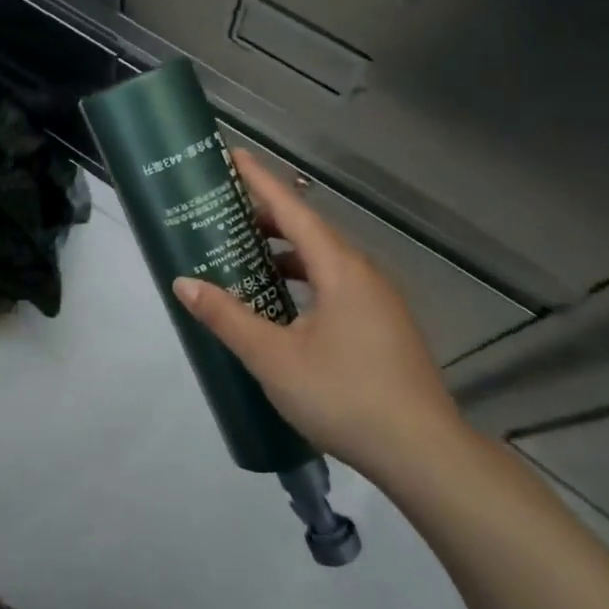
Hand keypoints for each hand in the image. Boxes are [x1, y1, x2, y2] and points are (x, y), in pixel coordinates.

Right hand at [172, 149, 471, 487]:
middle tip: (225, 213)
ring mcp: (379, 299)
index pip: (293, 209)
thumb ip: (227, 317)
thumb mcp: (273, 357)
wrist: (423, 453)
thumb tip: (184, 283)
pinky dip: (304, 278)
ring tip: (247, 256)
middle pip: (310, 230)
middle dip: (267, 217)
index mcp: (340, 268)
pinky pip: (336, 283)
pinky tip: (284, 305)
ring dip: (285, 252)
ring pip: (324, 259)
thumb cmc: (344, 395)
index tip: (233, 156)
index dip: (260, 180)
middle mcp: (363, 272)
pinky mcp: (384, 324)